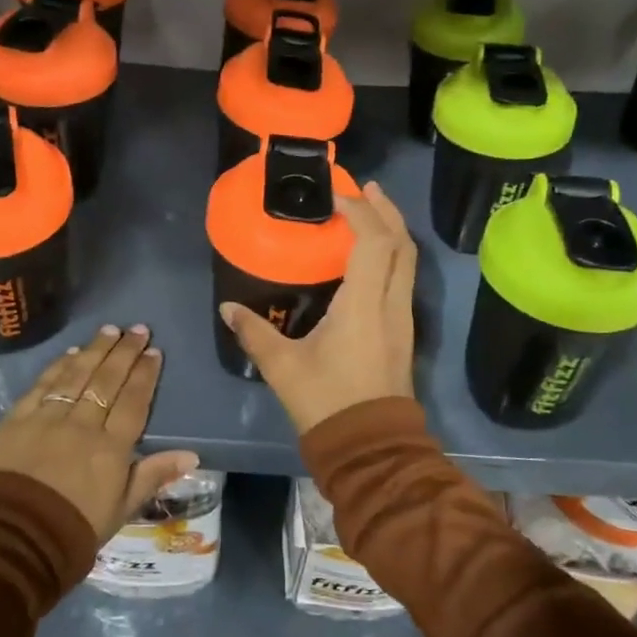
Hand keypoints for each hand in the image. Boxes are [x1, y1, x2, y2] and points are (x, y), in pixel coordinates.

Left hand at [0, 324, 199, 542]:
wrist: (11, 542)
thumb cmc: (73, 531)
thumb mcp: (121, 510)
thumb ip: (153, 475)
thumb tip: (192, 454)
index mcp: (111, 448)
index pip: (133, 401)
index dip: (145, 375)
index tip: (154, 352)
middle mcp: (82, 425)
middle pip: (107, 380)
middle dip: (125, 352)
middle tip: (138, 329)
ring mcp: (47, 419)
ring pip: (77, 375)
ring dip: (95, 350)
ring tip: (110, 330)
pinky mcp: (17, 420)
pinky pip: (42, 385)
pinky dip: (58, 367)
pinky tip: (71, 353)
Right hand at [220, 182, 416, 433]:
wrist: (372, 448)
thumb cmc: (327, 402)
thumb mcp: (284, 367)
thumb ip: (255, 333)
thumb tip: (228, 308)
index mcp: (364, 304)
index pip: (374, 241)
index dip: (360, 212)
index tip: (336, 197)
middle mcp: (391, 303)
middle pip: (401, 243)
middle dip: (385, 210)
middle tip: (365, 188)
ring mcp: (402, 318)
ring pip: (408, 261)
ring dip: (392, 231)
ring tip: (369, 212)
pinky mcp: (403, 331)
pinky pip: (403, 278)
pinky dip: (392, 254)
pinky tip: (370, 257)